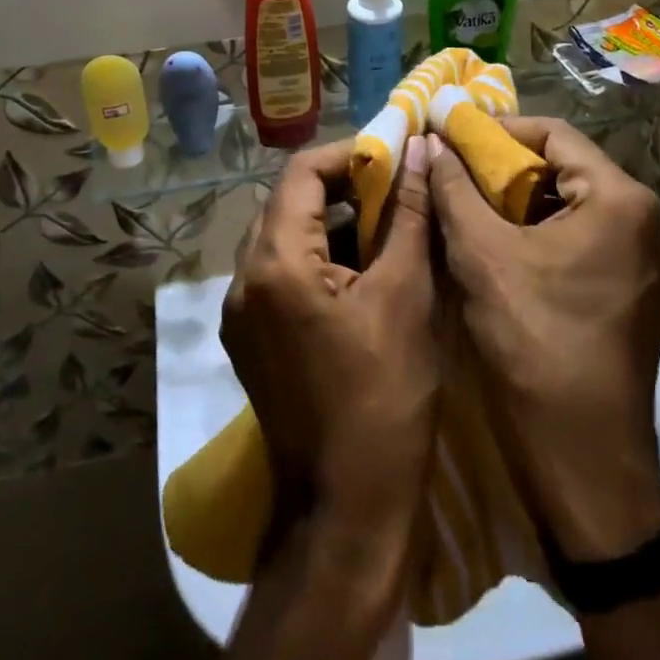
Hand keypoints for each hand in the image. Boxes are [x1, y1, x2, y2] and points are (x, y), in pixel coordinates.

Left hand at [222, 138, 438, 542]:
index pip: (301, 172)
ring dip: (332, 224)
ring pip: (284, 238)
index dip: (350, 154)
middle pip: (288, 203)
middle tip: (396, 189)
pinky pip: (280, 274)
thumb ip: (409, 215)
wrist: (345, 509)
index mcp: (274, 262)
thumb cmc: (384, 398)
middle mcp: (242, 279)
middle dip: (343, 188)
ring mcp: (240, 312)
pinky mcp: (249, 339)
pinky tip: (361, 273)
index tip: (394, 155)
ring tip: (387, 228)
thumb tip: (419, 150)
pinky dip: (318, 259)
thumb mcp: (406, 296)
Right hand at [429, 118, 659, 560]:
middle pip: (564, 168)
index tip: (450, 135)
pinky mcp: (631, 292)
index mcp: (620, 200)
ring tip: (467, 206)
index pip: (554, 133)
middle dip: (504, 166)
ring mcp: (643, 260)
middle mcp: (644, 221)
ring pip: (569, 206)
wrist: (585, 455)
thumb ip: (454, 189)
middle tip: (453, 171)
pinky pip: (580, 239)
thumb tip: (430, 141)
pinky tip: (497, 247)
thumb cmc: (534, 341)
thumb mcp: (482, 255)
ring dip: (517, 201)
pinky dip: (537, 232)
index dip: (496, 128)